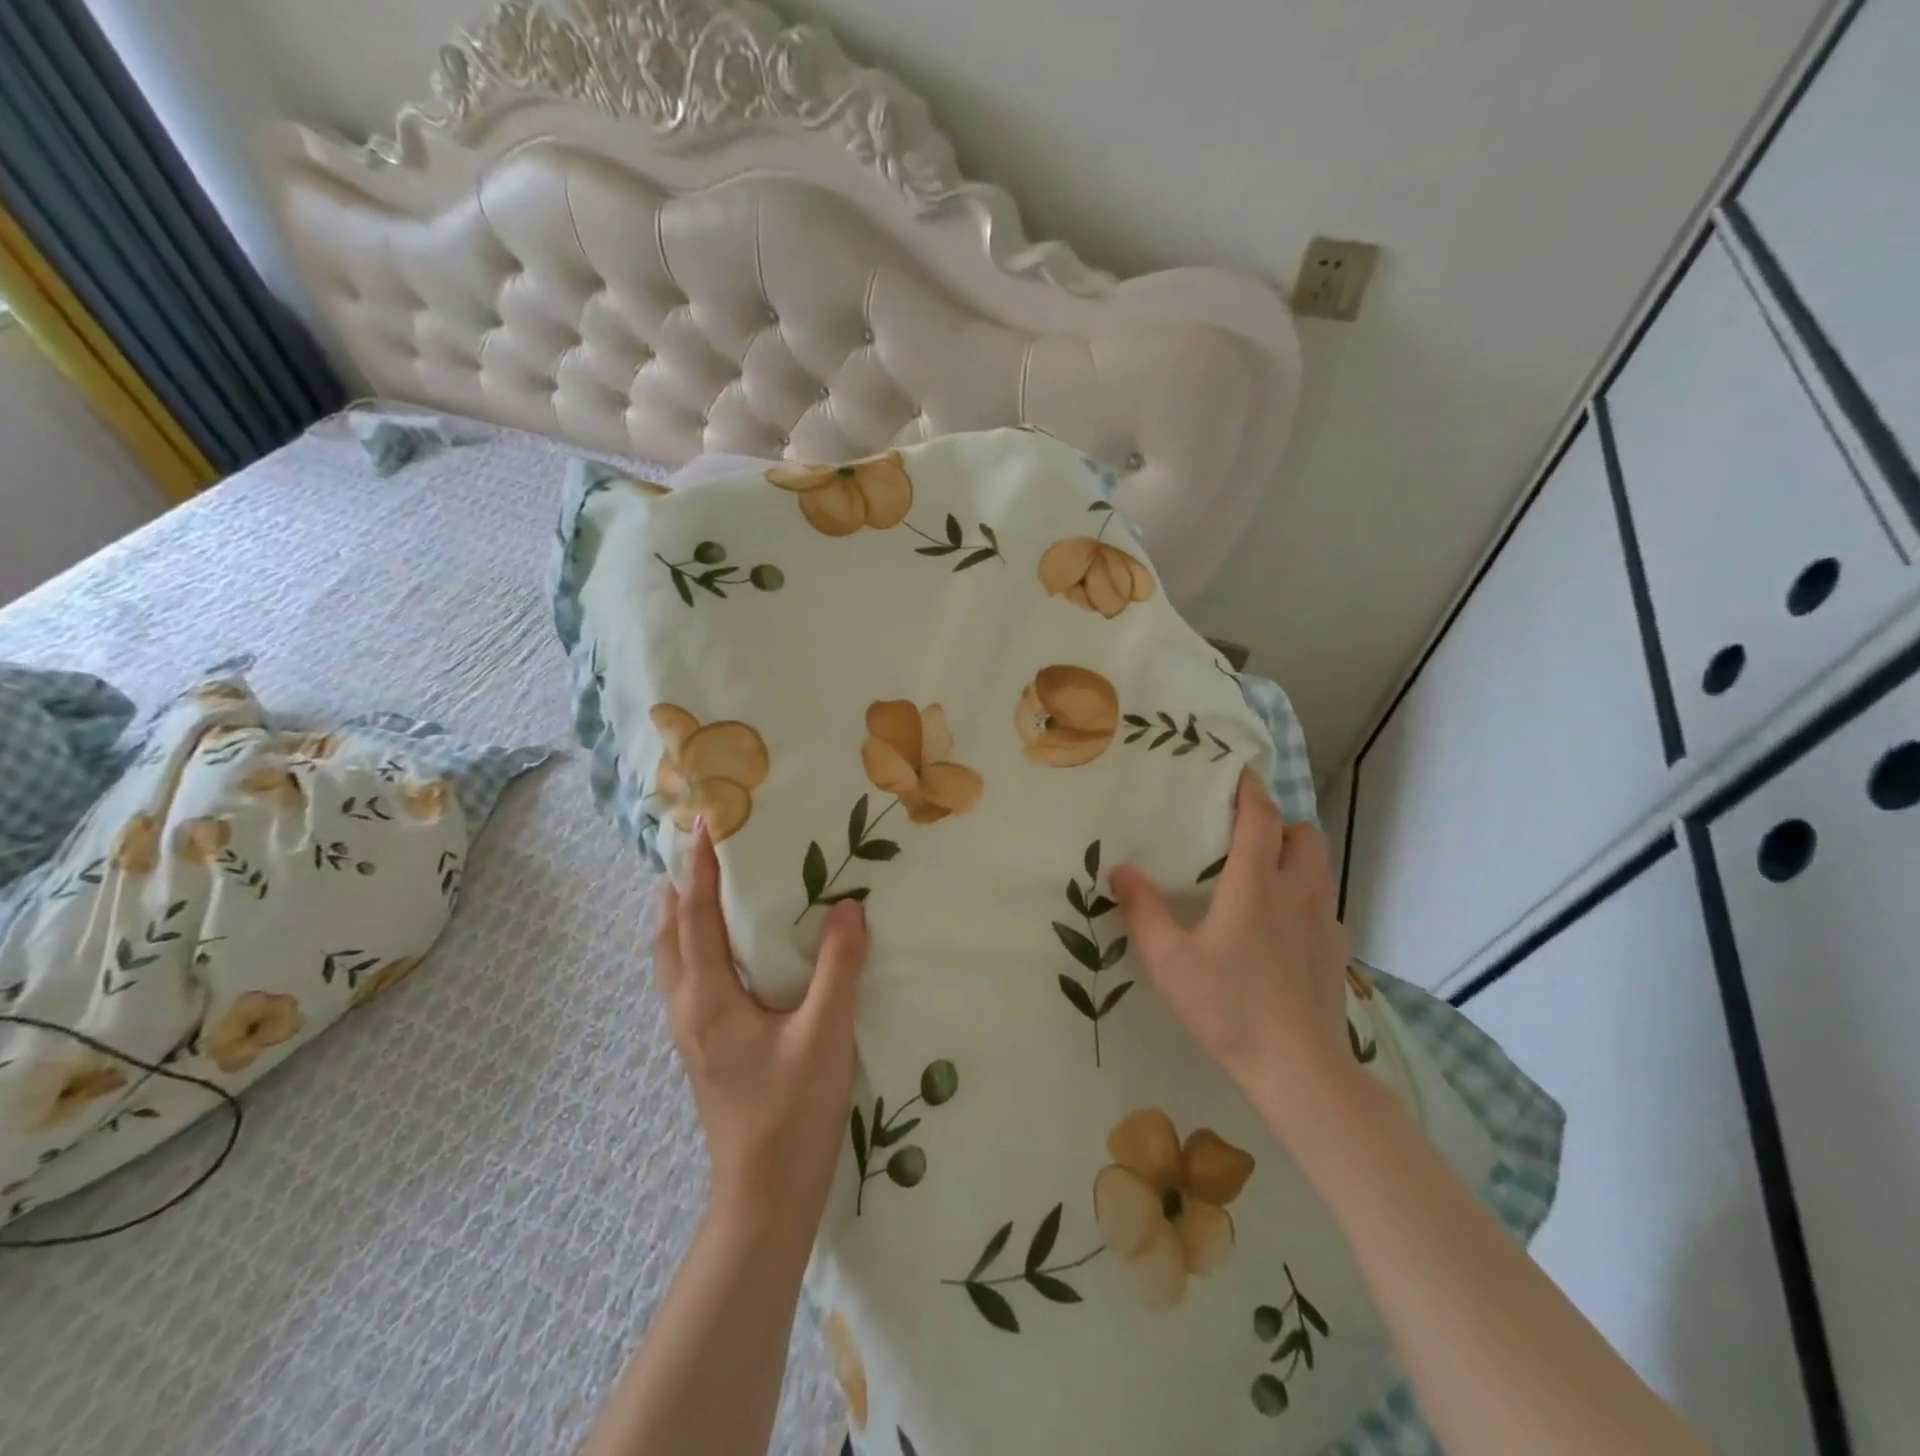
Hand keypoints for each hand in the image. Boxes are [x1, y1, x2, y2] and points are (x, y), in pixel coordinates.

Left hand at [655, 819, 867, 1230]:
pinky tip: (717, 948)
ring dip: (678, 915)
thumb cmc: (793, 1113)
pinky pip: (684, 978)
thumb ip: (837, 968)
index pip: (696, 918)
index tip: (705, 822)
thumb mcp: (825, 1036)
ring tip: (697, 885)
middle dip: (678, 886)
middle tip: (697, 846)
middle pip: (668, 934)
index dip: (700, 869)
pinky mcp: (704, 1048)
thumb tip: (848, 906)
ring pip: (670, 959)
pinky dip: (688, 944)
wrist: (764, 1196)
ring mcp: (691, 1032)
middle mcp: (688, 1008)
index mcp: (709, 998)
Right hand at [1111, 771, 1354, 1113]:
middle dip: (1279, 824)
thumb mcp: (1168, 960)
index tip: (1234, 771)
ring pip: (1320, 867)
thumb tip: (1121, 870)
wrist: (1298, 1070)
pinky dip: (1306, 898)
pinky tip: (1282, 929)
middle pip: (1304, 834)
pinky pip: (1325, 906)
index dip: (1249, 788)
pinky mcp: (1337, 952)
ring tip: (1262, 877)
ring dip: (1296, 858)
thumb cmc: (1228, 1007)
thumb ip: (1142, 910)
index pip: (1261, 816)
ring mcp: (1325, 922)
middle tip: (1244, 837)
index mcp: (1255, 883)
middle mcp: (1297, 891)